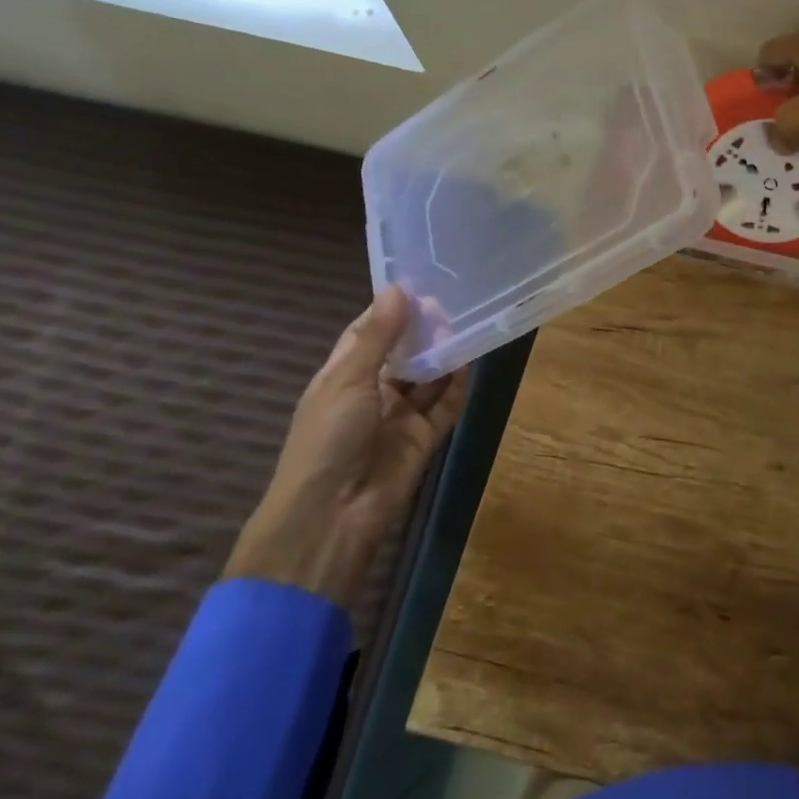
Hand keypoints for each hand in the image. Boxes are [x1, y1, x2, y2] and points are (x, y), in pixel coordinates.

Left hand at [225, 287, 466, 608]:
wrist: (331, 515)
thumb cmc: (326, 440)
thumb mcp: (346, 380)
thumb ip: (377, 337)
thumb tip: (399, 290)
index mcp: (343, 376)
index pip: (369, 333)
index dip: (392, 310)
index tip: (421, 283)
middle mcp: (373, 392)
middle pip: (405, 353)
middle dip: (426, 330)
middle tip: (456, 302)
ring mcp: (400, 416)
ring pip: (428, 377)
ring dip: (445, 355)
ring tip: (470, 324)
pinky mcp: (425, 438)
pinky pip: (446, 405)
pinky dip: (458, 386)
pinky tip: (472, 361)